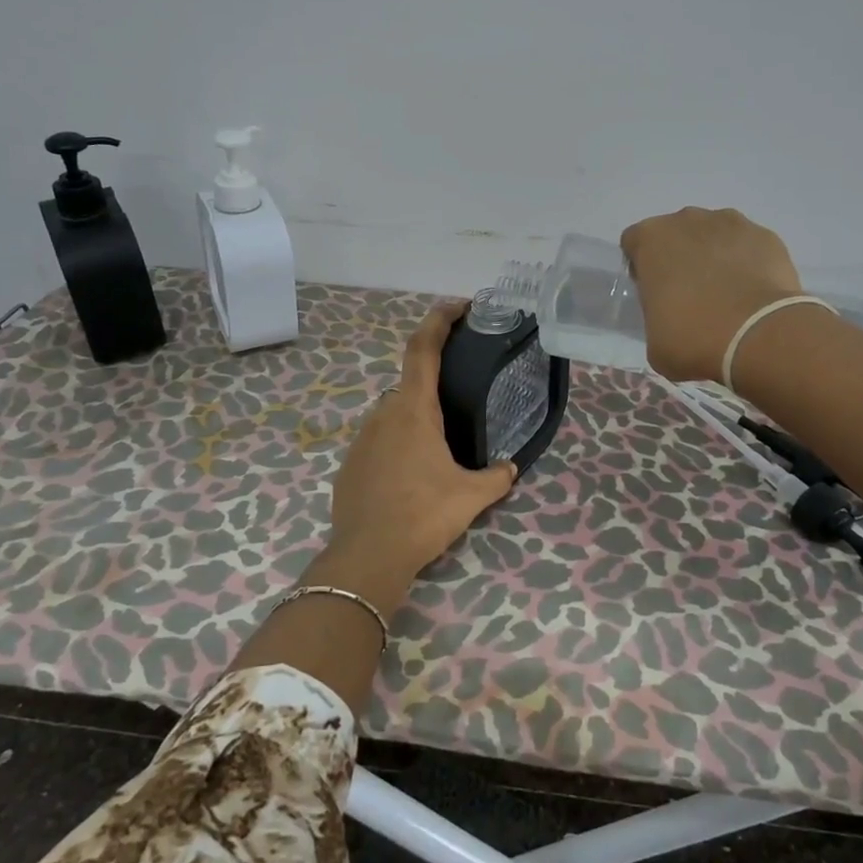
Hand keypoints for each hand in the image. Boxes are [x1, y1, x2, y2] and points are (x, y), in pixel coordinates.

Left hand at [329, 300, 518, 578]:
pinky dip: (399, 445)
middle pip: (412, 384)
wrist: (367, 556)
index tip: (459, 307)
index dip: (439, 320)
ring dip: (418, 420)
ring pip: (396, 415)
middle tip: (462, 402)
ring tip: (441, 449)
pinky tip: (413, 476)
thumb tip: (510, 469)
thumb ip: (496, 477)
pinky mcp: (351, 462)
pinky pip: (381, 440)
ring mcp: (362, 437)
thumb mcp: (471, 496)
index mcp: (414, 410)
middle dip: (436, 386)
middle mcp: (384, 413)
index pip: (424, 349)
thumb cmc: (423, 514)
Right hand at [620, 208, 803, 381]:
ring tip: (727, 295)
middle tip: (690, 295)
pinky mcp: (766, 236)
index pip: (635, 243)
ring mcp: (731, 223)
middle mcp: (687, 220)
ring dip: (715, 256)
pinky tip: (753, 294)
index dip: (643, 268)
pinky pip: (748, 246)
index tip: (654, 293)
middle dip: (680, 257)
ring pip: (714, 235)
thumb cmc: (692, 338)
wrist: (757, 336)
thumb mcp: (654, 340)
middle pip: (676, 233)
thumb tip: (673, 318)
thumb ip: (656, 315)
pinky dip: (748, 263)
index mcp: (651, 239)